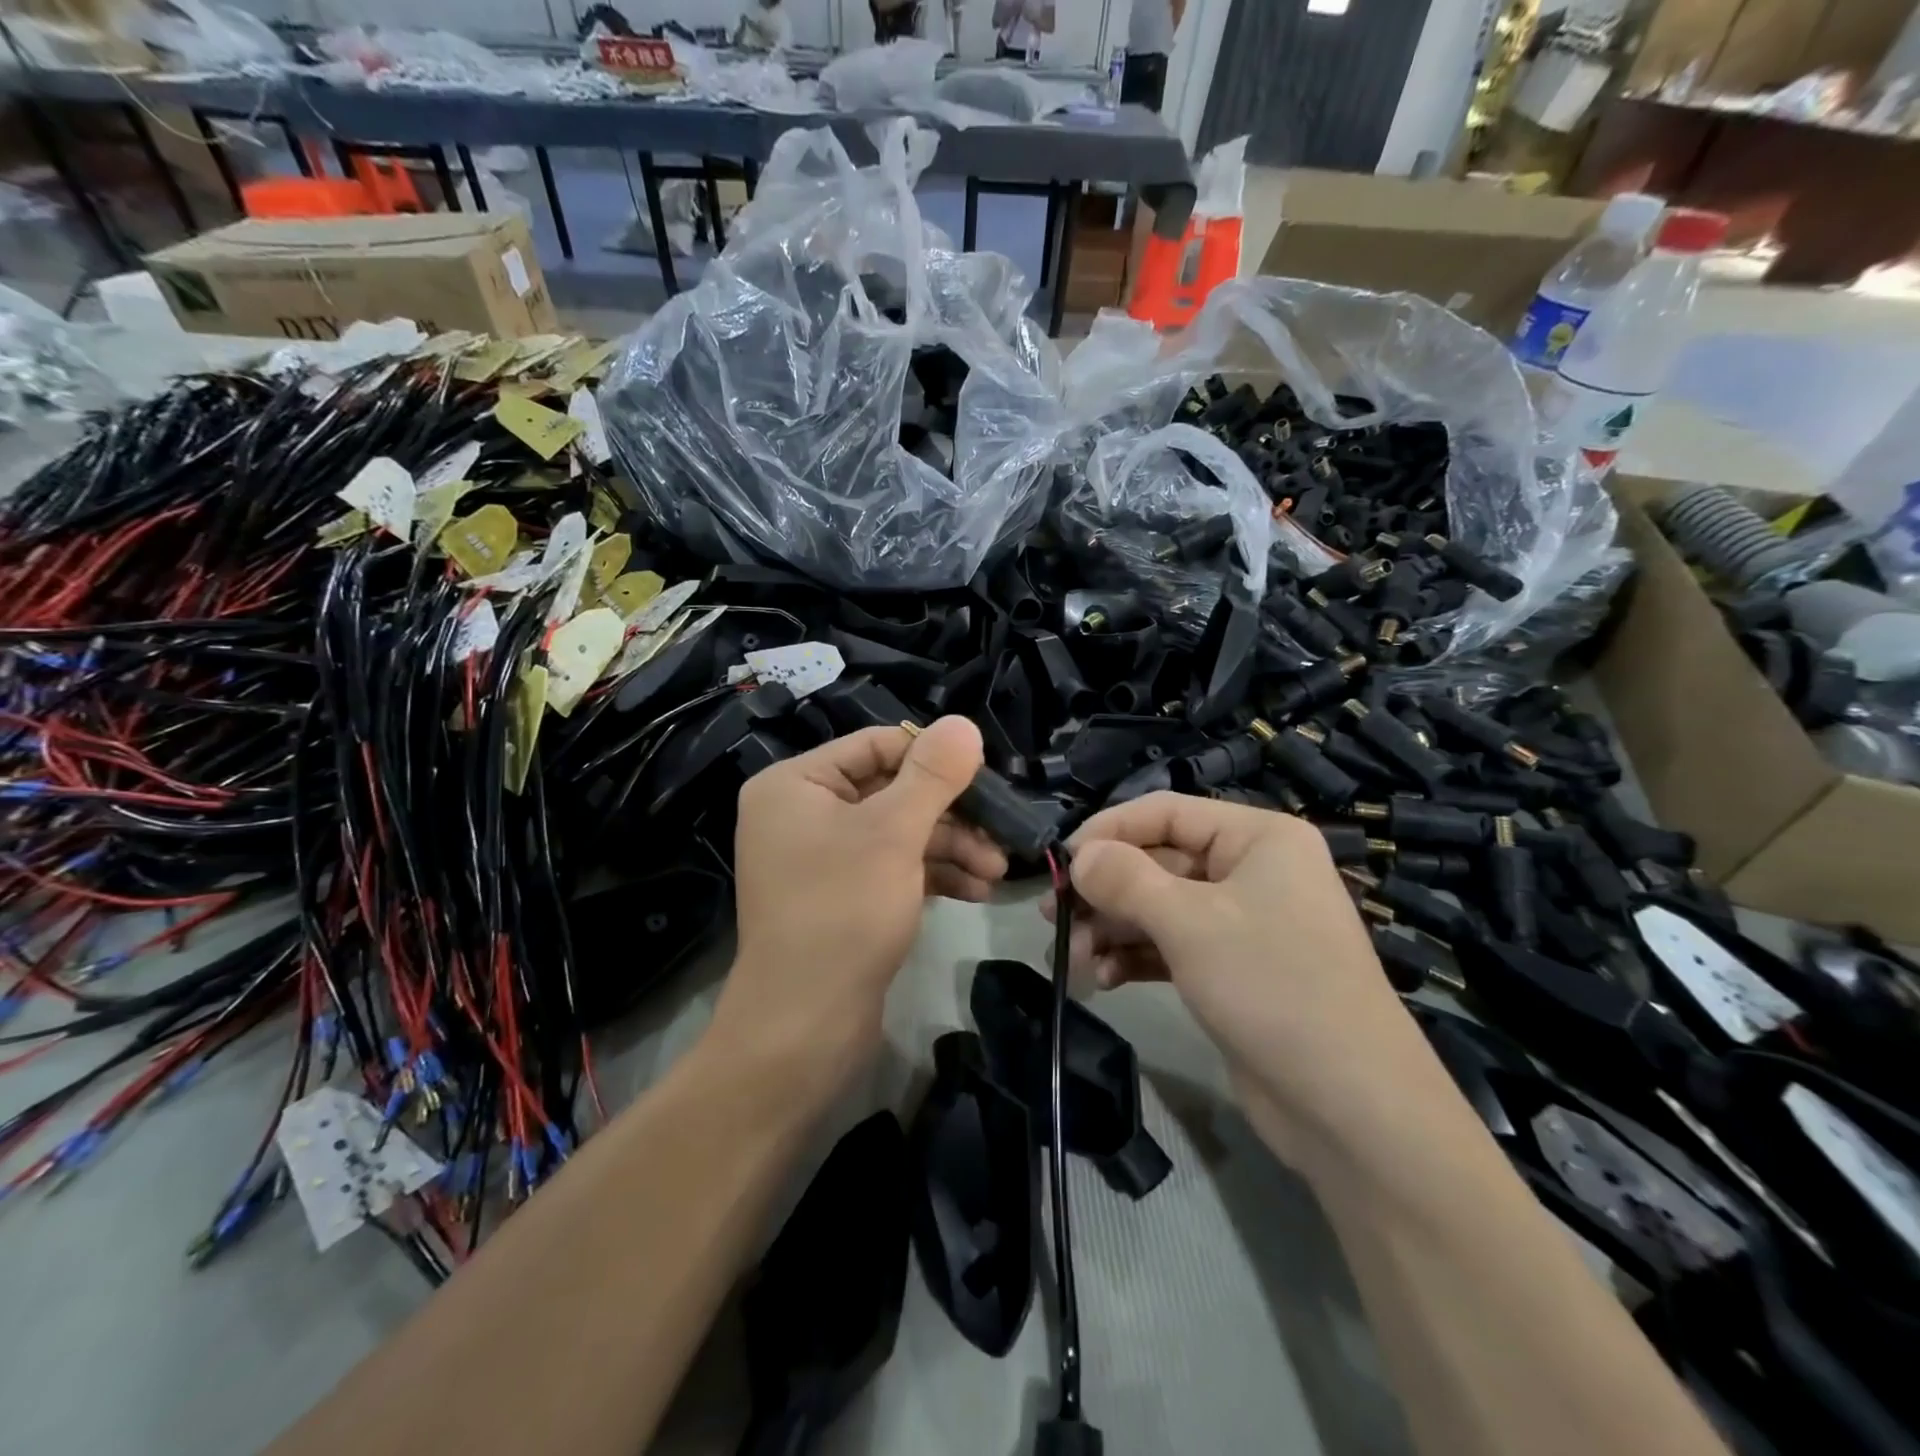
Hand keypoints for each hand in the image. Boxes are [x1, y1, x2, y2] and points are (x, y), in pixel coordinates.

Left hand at [714, 718, 1006, 1089]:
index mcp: (796, 784)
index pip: (876, 746)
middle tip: (1001, 832)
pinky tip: (976, 893)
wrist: (804, 1026)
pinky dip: (932, 875)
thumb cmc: (843, 911)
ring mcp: (822, 858)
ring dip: (950, 847)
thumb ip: (932, 775)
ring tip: (996, 871)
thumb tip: (964, 723)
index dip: (932, 757)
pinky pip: (892, 868)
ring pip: (898, 833)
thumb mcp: (893, 833)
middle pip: (891, 791)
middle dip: (951, 814)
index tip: (985, 776)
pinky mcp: (842, 897)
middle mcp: (802, 814)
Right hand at [1054, 792, 1423, 1144]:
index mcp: (1258, 838)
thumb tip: (1078, 855)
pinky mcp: (1233, 971)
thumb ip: (1125, 880)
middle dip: (1106, 891)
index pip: (1166, 812)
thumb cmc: (1272, 987)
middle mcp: (1252, 871)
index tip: (1060, 861)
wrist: (1351, 1109)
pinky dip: (1136, 958)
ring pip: (1160, 908)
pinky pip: (1172, 947)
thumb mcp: (1189, 923)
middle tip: (1056, 918)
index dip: (1109, 830)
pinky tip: (1104, 980)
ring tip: (1075, 960)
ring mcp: (1244, 924)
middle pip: (1159, 862)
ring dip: (1114, 929)